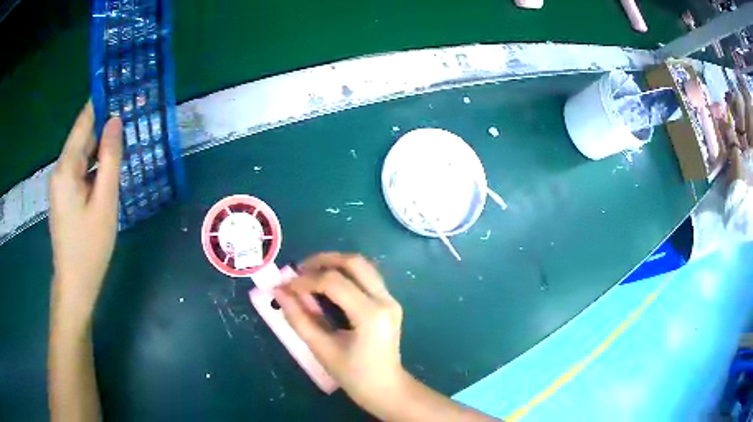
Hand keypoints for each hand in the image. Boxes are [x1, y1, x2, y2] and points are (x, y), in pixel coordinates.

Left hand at [49, 102, 121, 321]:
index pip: (83, 123)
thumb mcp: (105, 202)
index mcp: (66, 168)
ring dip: (102, 145)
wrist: (75, 284)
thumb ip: (111, 159)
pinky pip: (82, 170)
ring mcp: (61, 184)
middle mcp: (60, 170)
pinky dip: (96, 164)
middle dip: (104, 123)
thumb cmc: (90, 246)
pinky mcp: (65, 196)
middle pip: (83, 138)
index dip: (99, 102)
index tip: (119, 84)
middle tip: (131, 110)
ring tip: (125, 135)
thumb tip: (116, 121)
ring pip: (83, 155)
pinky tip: (110, 166)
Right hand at [274, 253, 405, 411]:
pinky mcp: (389, 302)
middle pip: (354, 262)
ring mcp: (390, 299)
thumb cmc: (354, 375)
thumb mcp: (322, 349)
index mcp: (370, 314)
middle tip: (298, 270)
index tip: (285, 287)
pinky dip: (345, 273)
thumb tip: (279, 291)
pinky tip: (327, 284)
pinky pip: (367, 276)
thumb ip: (299, 318)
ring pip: (363, 265)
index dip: (305, 281)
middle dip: (323, 260)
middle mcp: (385, 300)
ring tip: (310, 274)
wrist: (387, 388)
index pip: (334, 282)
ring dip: (335, 264)